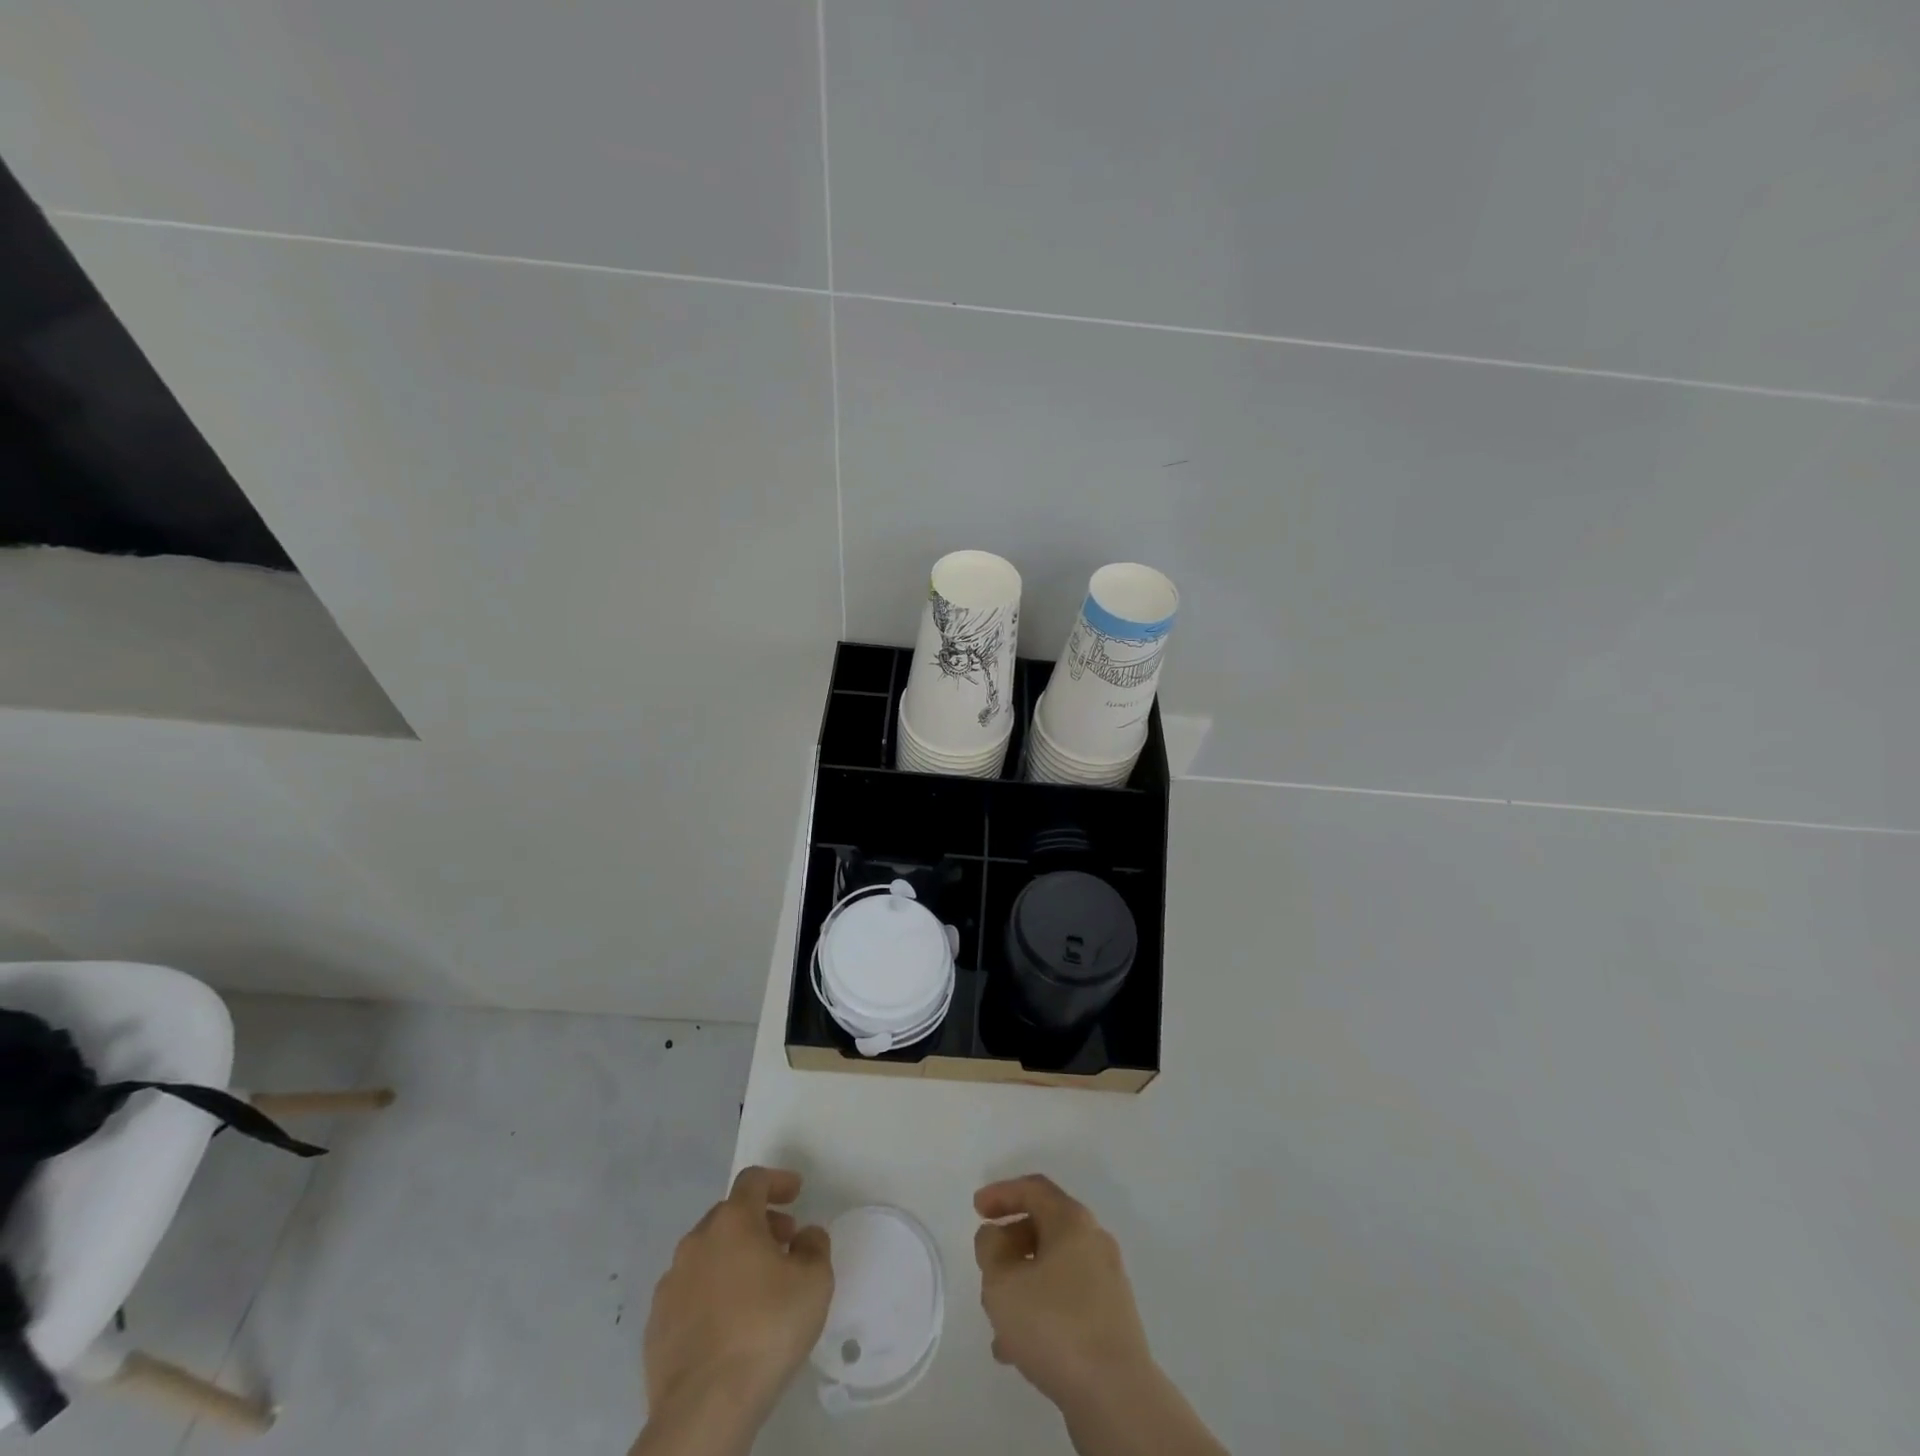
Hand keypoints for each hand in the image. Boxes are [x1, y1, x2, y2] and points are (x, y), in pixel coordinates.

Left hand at [643, 1167, 832, 1428]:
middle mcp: (696, 1242)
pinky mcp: (656, 1325)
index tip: (796, 1193)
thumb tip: (805, 1236)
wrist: (704, 1407)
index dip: (777, 1181)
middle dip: (758, 1222)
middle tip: (783, 1243)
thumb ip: (814, 1246)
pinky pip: (689, 1293)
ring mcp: (670, 1284)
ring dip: (733, 1257)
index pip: (753, 1180)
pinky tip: (728, 1323)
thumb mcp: (814, 1281)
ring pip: (707, 1254)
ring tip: (757, 1288)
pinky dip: (711, 1293)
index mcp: (733, 1221)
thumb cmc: (766, 1329)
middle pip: (729, 1216)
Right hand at [973, 1174, 1154, 1412]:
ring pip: (1054, 1269)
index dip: (1001, 1193)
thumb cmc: (1054, 1325)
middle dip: (1011, 1243)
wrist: (1116, 1396)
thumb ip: (990, 1249)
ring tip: (996, 1317)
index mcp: (1072, 1221)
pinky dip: (1040, 1311)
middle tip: (987, 1265)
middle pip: (1045, 1227)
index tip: (976, 1209)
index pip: (1033, 1189)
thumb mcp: (1002, 1282)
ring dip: (1022, 1283)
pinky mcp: (1110, 1321)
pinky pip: (1066, 1302)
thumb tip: (995, 1237)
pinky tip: (1017, 1349)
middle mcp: (1094, 1242)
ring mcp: (1106, 1283)